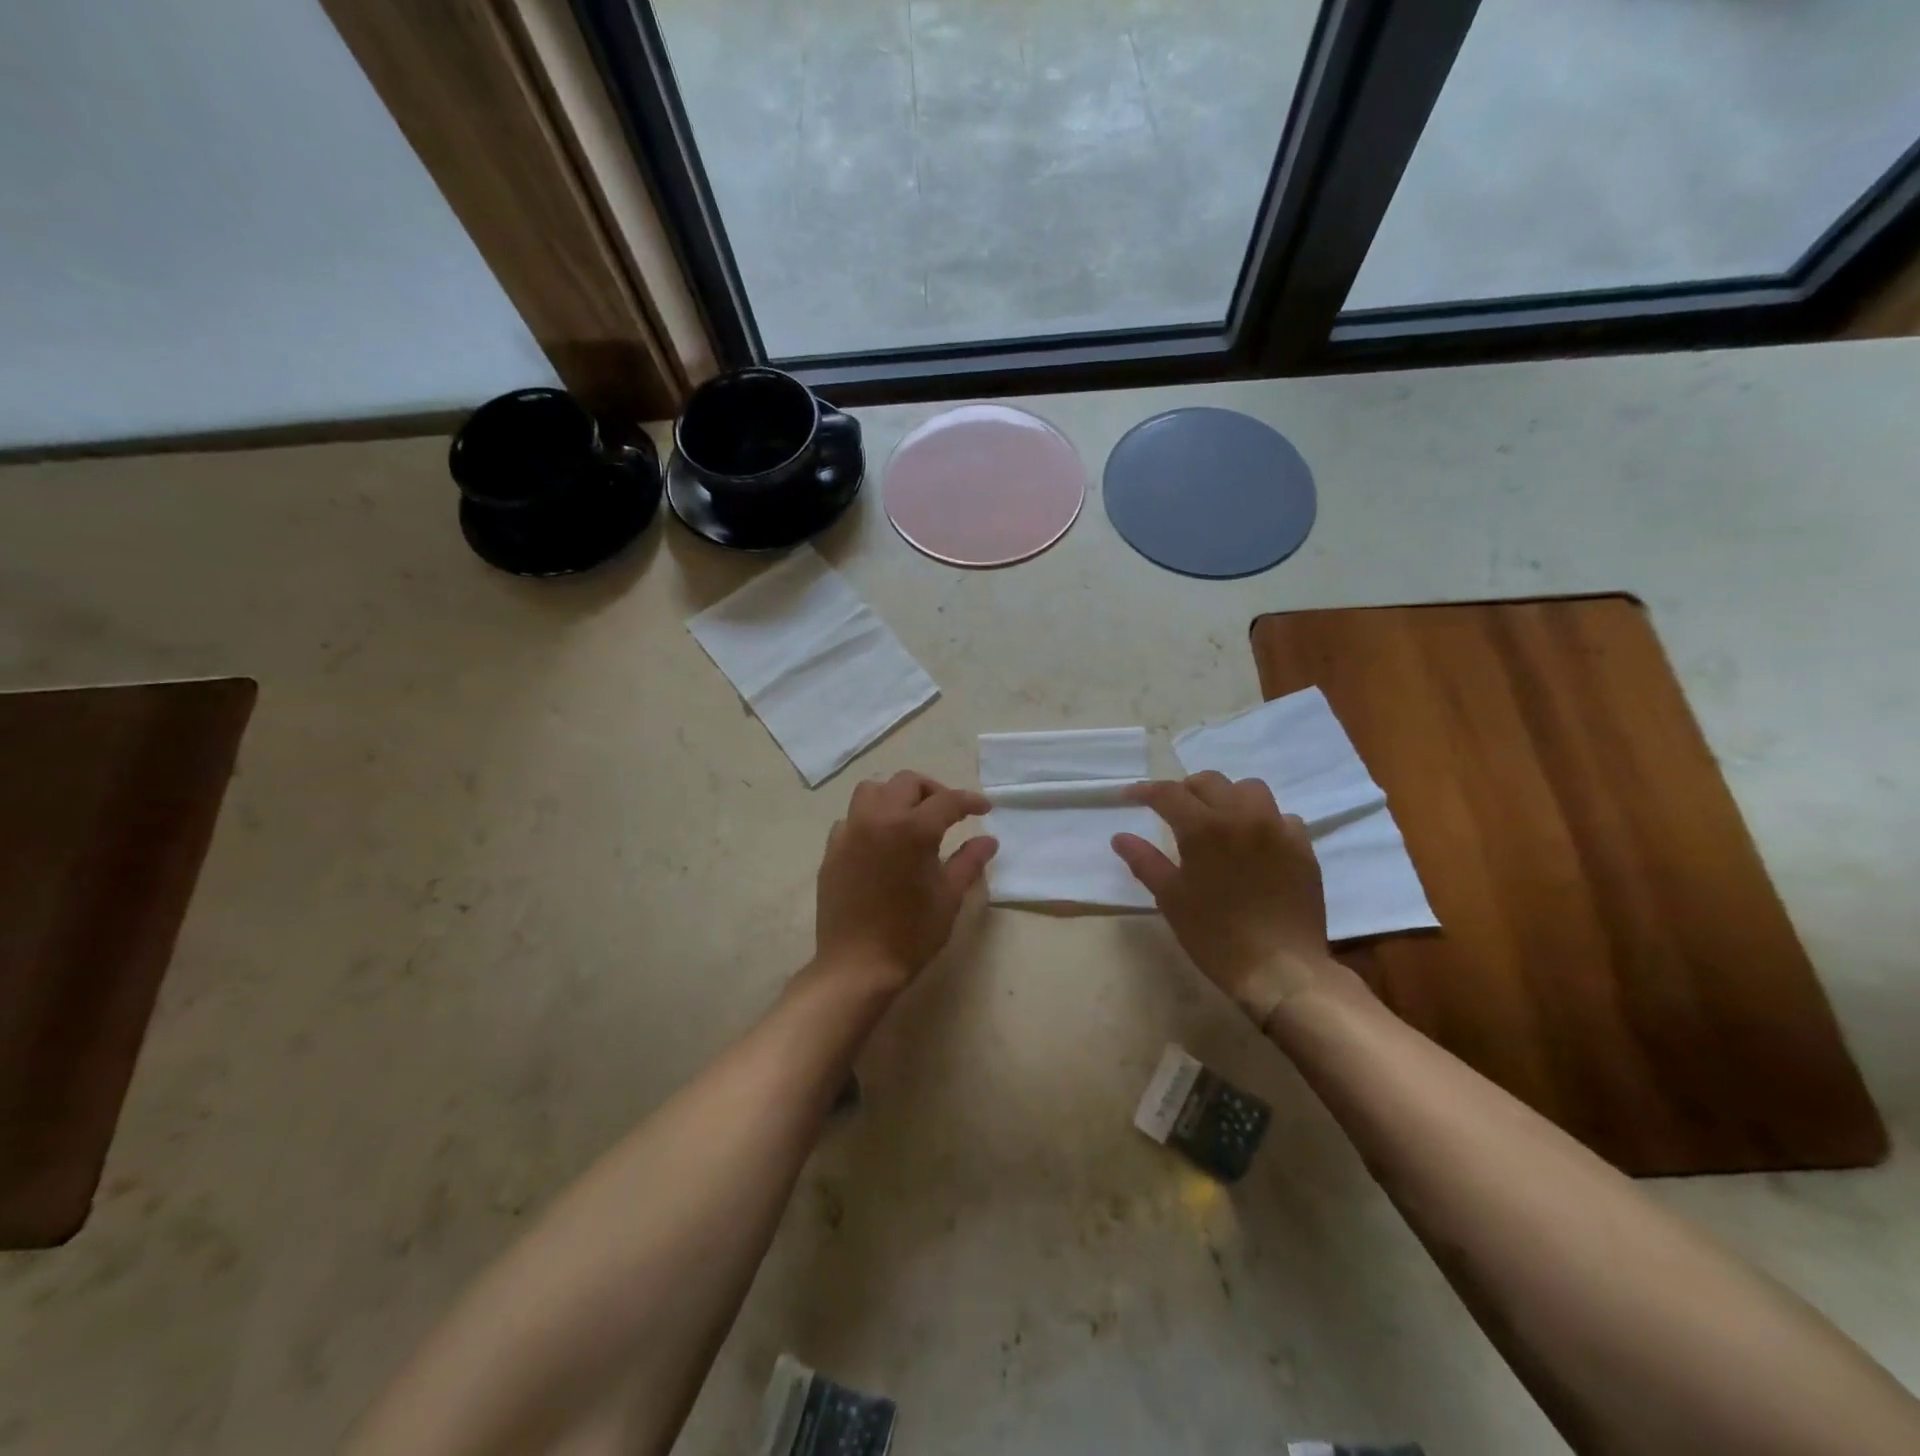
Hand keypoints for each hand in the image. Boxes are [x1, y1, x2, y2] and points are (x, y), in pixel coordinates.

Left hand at [814, 771, 997, 990]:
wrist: (857, 966)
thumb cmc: (910, 933)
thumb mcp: (949, 897)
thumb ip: (969, 862)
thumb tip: (989, 840)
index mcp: (912, 829)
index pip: (947, 801)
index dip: (970, 801)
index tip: (984, 809)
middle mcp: (878, 819)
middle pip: (907, 782)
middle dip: (933, 791)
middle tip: (949, 813)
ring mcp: (850, 832)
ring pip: (872, 791)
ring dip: (896, 795)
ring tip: (911, 818)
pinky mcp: (832, 849)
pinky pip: (851, 818)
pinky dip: (870, 818)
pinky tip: (881, 842)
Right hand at [1112, 772, 1336, 1027]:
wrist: (1281, 970)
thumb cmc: (1215, 936)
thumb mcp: (1171, 899)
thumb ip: (1144, 861)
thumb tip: (1120, 837)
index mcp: (1205, 828)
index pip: (1169, 793)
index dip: (1145, 791)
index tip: (1129, 796)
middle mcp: (1242, 817)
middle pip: (1210, 782)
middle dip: (1186, 790)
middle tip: (1173, 810)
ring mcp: (1278, 830)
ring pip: (1250, 790)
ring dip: (1228, 796)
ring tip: (1218, 818)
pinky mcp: (1303, 848)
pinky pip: (1282, 817)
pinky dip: (1263, 820)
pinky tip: (1255, 842)